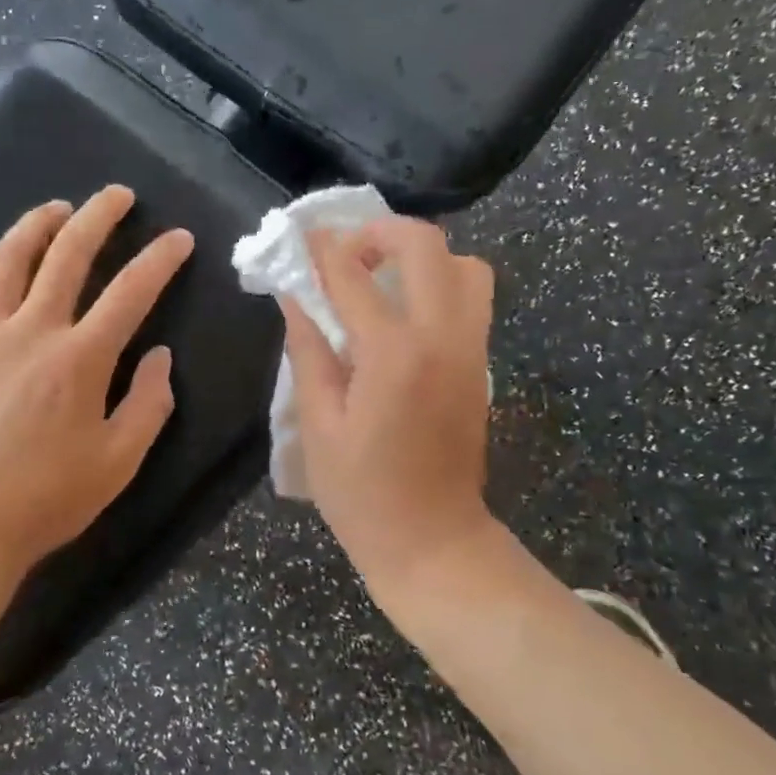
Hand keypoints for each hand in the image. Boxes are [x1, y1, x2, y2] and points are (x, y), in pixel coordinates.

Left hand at [0, 186, 193, 581]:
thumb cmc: (46, 498)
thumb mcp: (118, 463)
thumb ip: (148, 405)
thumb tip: (160, 358)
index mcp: (81, 359)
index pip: (131, 292)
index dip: (159, 260)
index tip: (178, 238)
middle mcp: (33, 330)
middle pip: (68, 255)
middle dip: (98, 216)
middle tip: (117, 195)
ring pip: (11, 259)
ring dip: (37, 224)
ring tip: (58, 208)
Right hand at [281, 218, 497, 606]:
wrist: (434, 541)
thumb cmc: (362, 492)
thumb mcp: (317, 424)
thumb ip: (308, 351)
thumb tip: (294, 297)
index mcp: (393, 355)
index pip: (353, 276)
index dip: (322, 249)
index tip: (301, 235)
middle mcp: (441, 337)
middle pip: (425, 246)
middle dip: (380, 233)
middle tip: (346, 253)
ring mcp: (471, 349)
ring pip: (465, 265)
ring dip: (421, 256)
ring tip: (381, 278)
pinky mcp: (481, 364)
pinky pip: (471, 298)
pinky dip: (440, 283)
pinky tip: (402, 312)